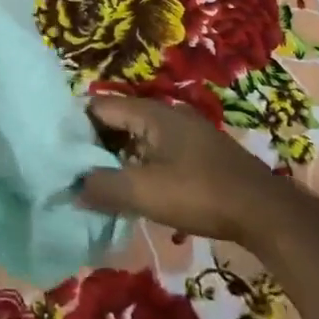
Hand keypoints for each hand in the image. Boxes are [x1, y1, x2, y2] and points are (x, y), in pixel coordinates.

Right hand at [77, 95, 300, 248]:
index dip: (73, 126)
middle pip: (115, 120)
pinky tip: (128, 189)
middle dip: (92, 143)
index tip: (54, 149)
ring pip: (134, 137)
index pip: (98, 107)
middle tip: (68, 169)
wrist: (264, 211)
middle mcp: (165, 114)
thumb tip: (72, 186)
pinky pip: (152, 150)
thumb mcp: (144, 192)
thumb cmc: (200, 193)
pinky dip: (135, 165)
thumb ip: (102, 186)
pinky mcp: (195, 153)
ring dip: (113, 157)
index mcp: (150, 113)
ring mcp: (182, 133)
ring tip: (92, 182)